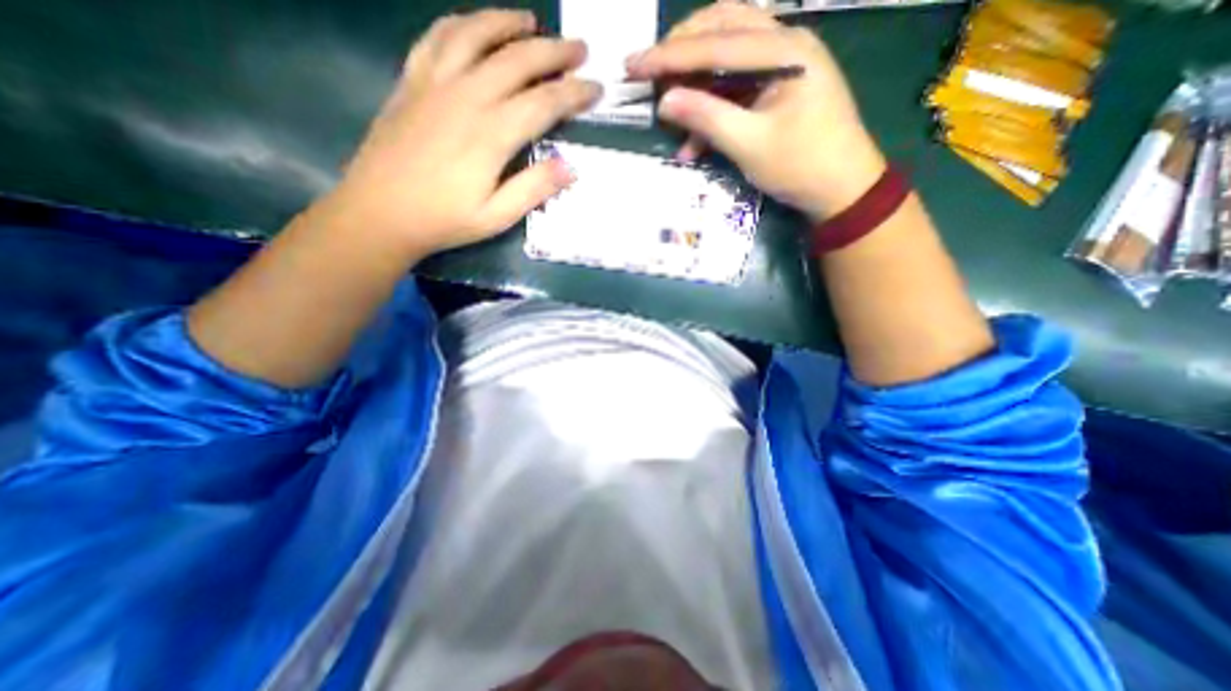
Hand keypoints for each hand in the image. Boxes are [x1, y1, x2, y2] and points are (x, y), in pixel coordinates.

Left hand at [320, 9, 601, 258]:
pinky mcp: (412, 80)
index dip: (574, 93)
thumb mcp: (497, 216)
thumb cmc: (444, 219)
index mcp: (491, 134)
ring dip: (508, 23)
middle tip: (579, 49)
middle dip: (554, 52)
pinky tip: (475, 26)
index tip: (596, 89)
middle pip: (517, 60)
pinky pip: (438, 37)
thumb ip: (534, 189)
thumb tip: (570, 167)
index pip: (544, 103)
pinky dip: (462, 24)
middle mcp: (467, 97)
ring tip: (531, 22)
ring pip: (477, 34)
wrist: (380, 211)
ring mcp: (435, 83)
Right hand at [629, 0, 878, 219]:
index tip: (633, 66)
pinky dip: (711, 108)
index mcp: (784, 50)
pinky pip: (735, 86)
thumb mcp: (751, 145)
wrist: (842, 189)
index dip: (669, 56)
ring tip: (667, 102)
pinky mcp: (777, 88)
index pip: (715, 42)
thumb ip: (708, 118)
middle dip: (681, 52)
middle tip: (648, 73)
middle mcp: (784, 43)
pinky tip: (693, 143)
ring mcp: (782, 64)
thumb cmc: (802, 166)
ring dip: (694, 79)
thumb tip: (665, 101)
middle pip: (722, 28)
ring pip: (726, 54)